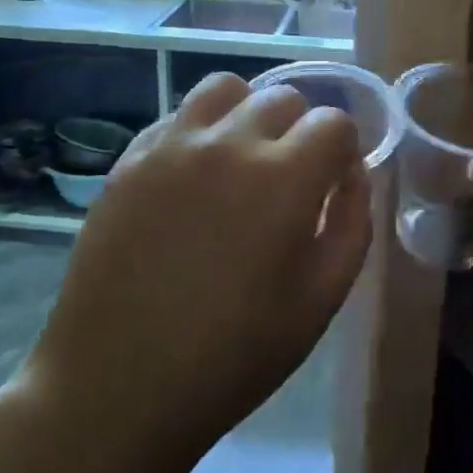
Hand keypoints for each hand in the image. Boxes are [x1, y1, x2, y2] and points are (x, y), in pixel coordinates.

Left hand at [25, 73, 371, 457]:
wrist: (119, 384)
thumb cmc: (234, 356)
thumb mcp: (321, 301)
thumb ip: (352, 225)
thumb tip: (352, 176)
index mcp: (283, 178)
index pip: (334, 122)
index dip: (344, 150)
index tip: (334, 183)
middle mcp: (228, 143)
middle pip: (283, 97)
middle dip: (301, 130)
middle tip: (292, 180)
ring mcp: (170, 146)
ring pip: (225, 88)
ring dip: (248, 113)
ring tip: (243, 160)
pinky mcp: (129, 160)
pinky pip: (177, 116)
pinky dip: (200, 130)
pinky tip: (194, 178)